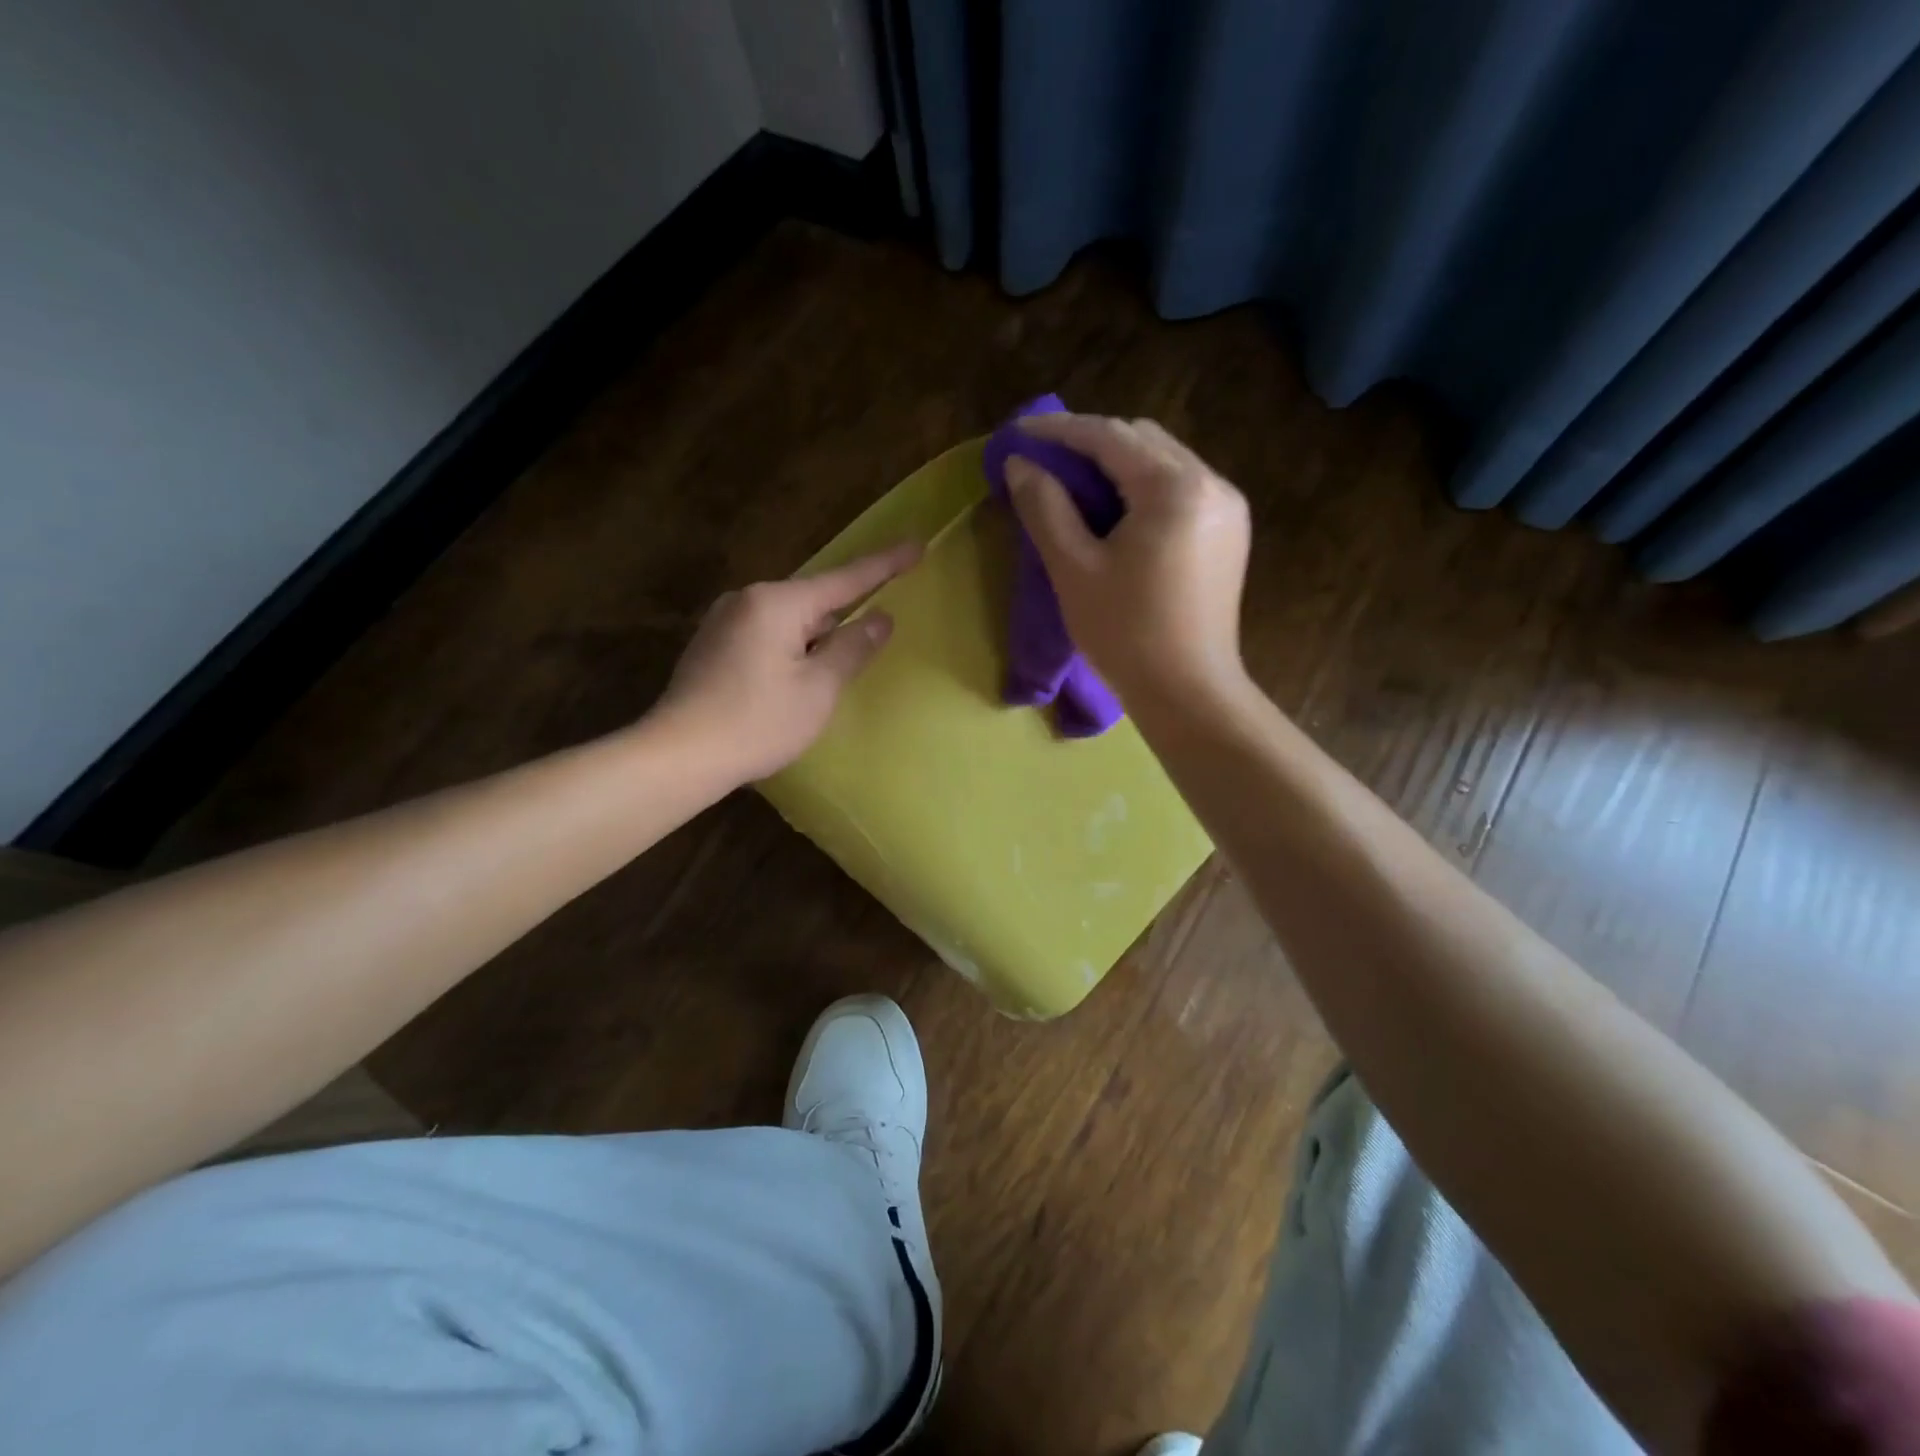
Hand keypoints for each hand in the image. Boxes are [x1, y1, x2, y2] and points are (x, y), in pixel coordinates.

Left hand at [655, 542, 921, 782]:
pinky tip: (796, 677)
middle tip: (876, 630)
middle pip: (814, 599)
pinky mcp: (713, 645)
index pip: (844, 579)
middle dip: (845, 613)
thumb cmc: (757, 723)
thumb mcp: (818, 689)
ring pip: (789, 619)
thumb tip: (880, 618)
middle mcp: (748, 599)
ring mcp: (725, 621)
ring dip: (816, 636)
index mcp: (778, 603)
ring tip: (832, 669)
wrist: (678, 755)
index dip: (885, 565)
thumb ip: (853, 648)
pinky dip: (792, 647)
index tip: (917, 546)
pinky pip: (767, 634)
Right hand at [1006, 414, 1250, 705]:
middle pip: (1142, 439)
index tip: (1017, 434)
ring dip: (1118, 464)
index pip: (1109, 436)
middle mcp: (1210, 482)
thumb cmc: (1126, 634)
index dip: (1058, 431)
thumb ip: (1045, 508)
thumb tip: (1021, 466)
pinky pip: (1181, 488)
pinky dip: (1144, 487)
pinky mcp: (1229, 532)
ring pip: (1164, 461)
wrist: (1189, 693)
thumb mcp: (1074, 569)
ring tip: (1075, 485)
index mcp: (1174, 487)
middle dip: (1090, 443)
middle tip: (1045, 462)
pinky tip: (1117, 512)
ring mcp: (1227, 507)